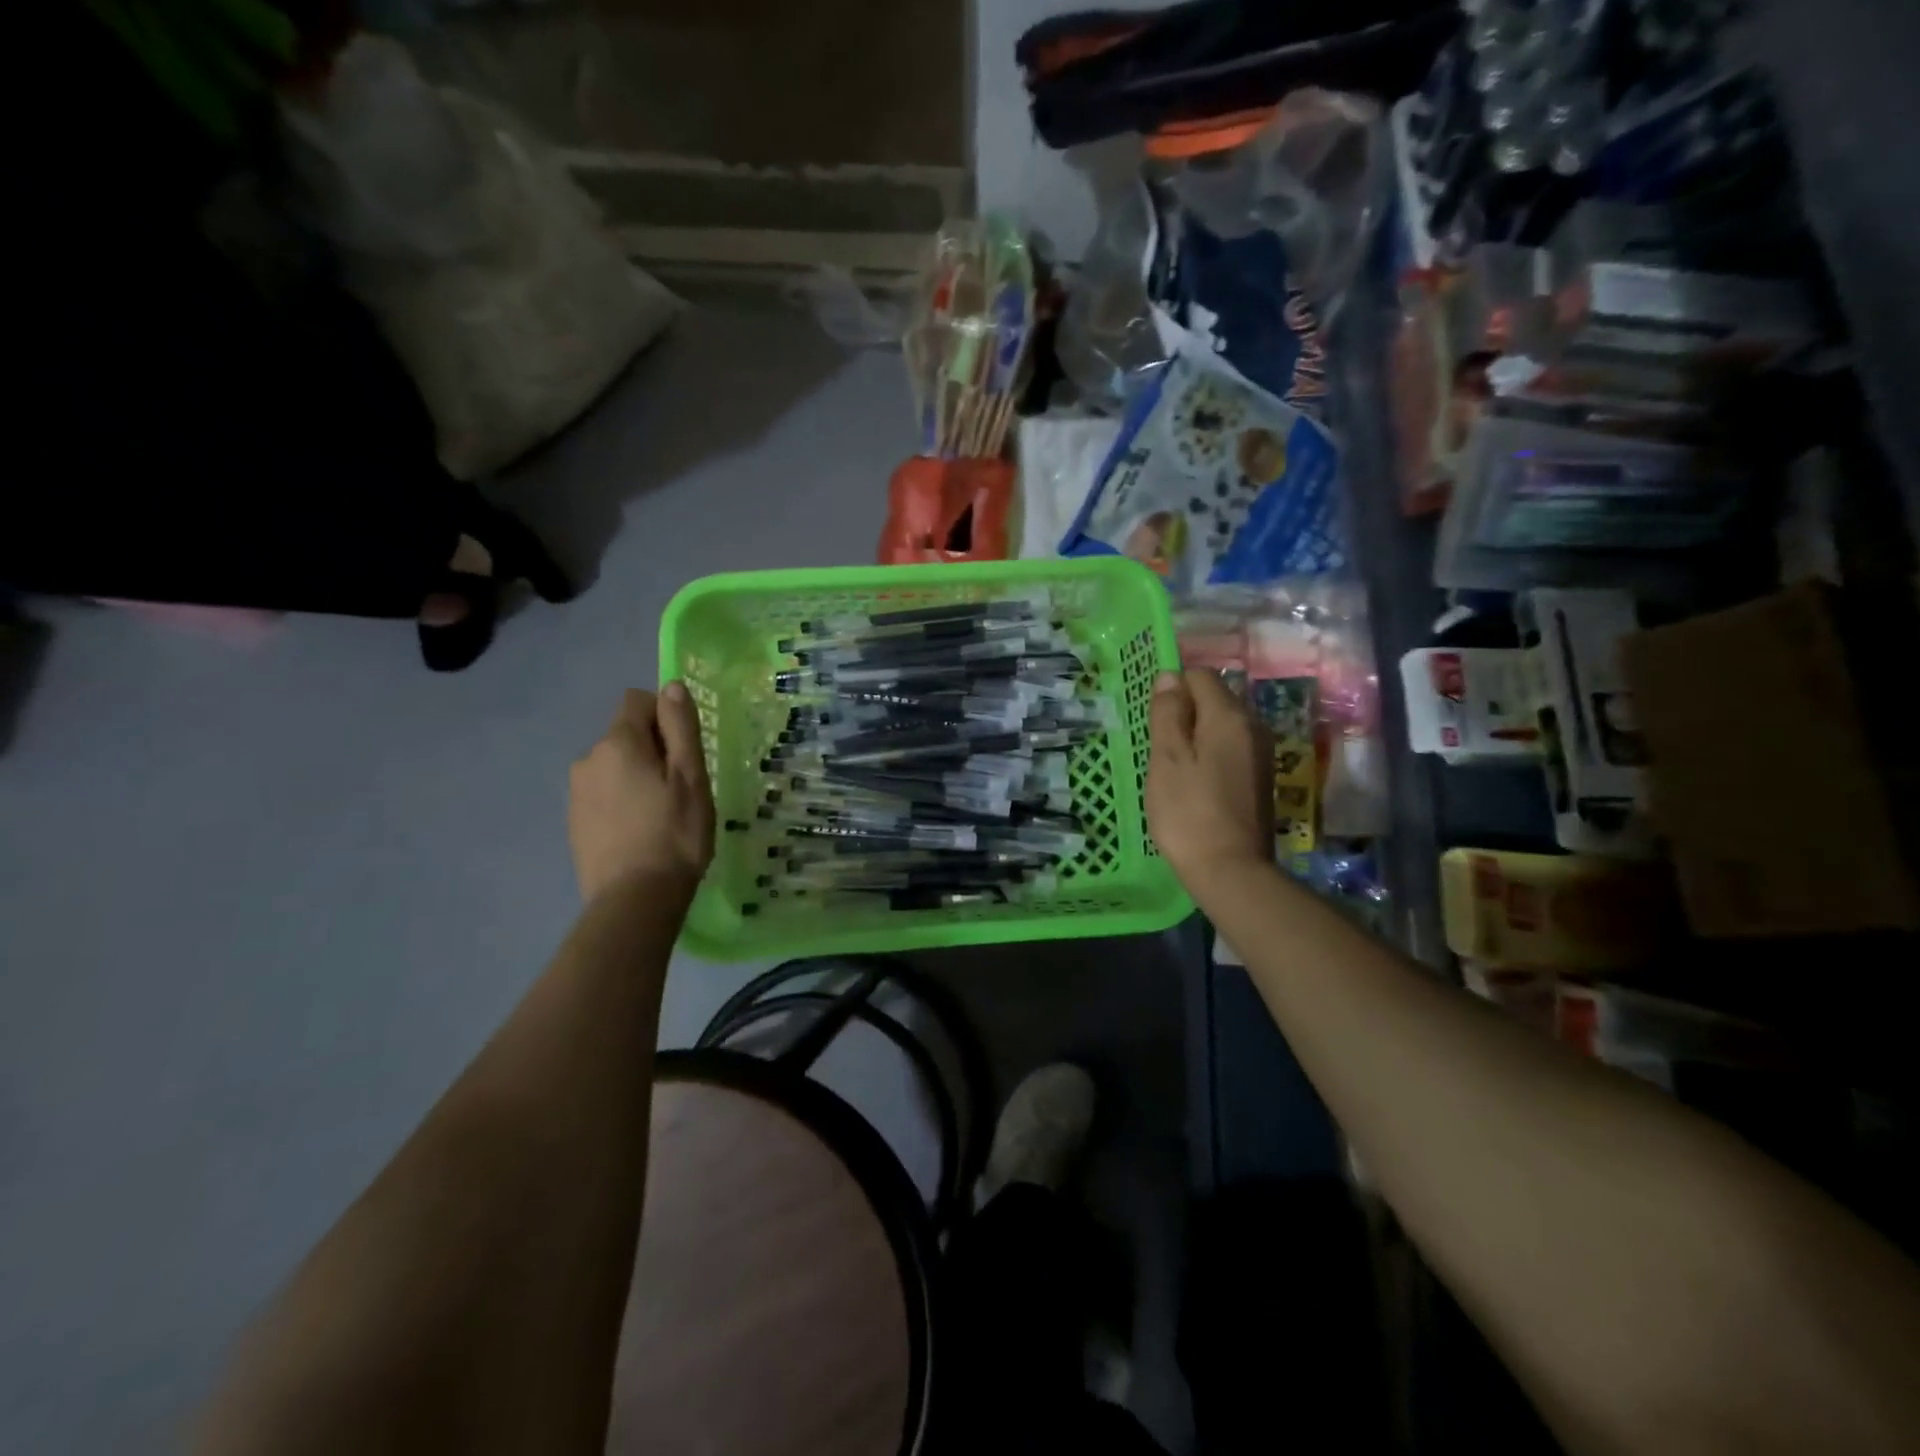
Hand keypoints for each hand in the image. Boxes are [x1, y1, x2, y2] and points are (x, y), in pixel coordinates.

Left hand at [569, 684, 714, 901]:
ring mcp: (576, 792)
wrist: (634, 899)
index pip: (637, 701)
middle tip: (679, 788)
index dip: (665, 717)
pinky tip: (639, 832)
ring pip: (613, 766)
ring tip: (660, 814)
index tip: (684, 752)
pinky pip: (603, 794)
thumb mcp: (690, 776)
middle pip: (624, 735)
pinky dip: (621, 801)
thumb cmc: (674, 833)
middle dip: (651, 749)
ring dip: (635, 776)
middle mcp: (588, 759)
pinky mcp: (574, 821)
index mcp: (618, 743)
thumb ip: (680, 727)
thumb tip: (670, 686)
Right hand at [1145, 669, 1273, 884]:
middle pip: (1215, 698)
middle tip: (1159, 747)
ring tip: (1173, 767)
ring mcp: (1261, 753)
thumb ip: (1168, 713)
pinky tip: (1194, 782)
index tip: (1153, 720)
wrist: (1230, 869)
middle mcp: (1253, 726)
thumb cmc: (1188, 811)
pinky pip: (1230, 748)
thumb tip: (1169, 676)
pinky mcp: (1259, 777)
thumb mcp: (1167, 758)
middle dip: (1185, 712)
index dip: (1172, 688)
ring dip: (1196, 734)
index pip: (1200, 676)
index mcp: (1229, 716)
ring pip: (1222, 725)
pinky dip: (1209, 753)